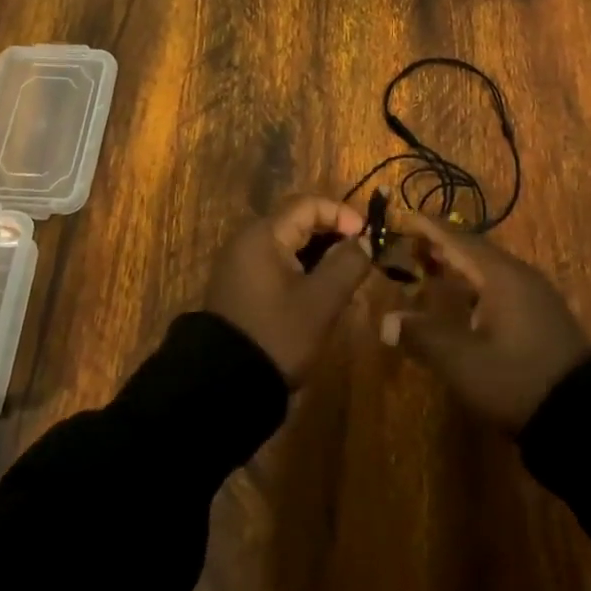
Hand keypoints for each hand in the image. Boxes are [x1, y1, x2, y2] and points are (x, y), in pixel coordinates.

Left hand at [206, 194, 374, 384]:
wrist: (223, 386)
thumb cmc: (277, 334)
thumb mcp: (321, 301)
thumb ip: (347, 264)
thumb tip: (362, 242)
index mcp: (263, 235)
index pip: (308, 204)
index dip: (342, 214)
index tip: (367, 238)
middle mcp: (247, 241)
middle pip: (298, 222)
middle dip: (333, 235)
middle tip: (360, 259)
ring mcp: (240, 265)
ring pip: (289, 245)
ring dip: (320, 255)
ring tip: (345, 279)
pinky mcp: (240, 287)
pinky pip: (277, 264)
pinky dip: (302, 270)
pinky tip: (320, 294)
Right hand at [381, 208, 590, 431]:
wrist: (584, 414)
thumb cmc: (516, 379)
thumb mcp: (463, 362)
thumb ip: (423, 337)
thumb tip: (386, 321)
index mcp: (500, 276)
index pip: (457, 240)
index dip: (429, 229)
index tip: (405, 216)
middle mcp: (519, 275)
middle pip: (475, 250)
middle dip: (442, 245)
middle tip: (411, 243)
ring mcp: (535, 295)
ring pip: (489, 268)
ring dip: (460, 265)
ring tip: (432, 267)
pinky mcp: (542, 315)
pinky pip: (501, 285)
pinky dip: (475, 284)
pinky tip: (465, 302)